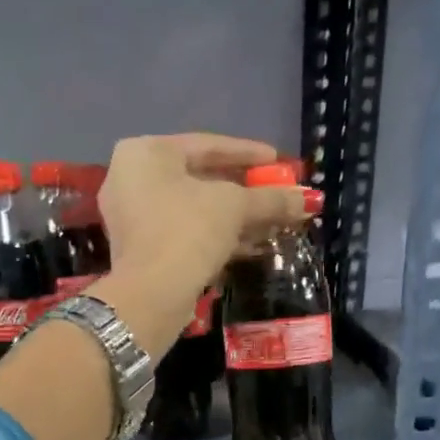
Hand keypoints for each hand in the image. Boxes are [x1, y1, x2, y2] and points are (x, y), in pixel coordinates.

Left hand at [98, 133, 312, 314]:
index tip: (279, 162)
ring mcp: (130, 217)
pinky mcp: (138, 250)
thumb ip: (271, 199)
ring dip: (234, 217)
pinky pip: (182, 232)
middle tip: (276, 194)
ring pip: (192, 209)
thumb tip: (309, 200)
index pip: (206, 145)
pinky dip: (214, 236)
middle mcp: (130, 178)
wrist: (151, 294)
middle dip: (243, 190)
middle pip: (199, 178)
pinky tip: (249, 246)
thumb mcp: (234, 207)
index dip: (248, 154)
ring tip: (271, 224)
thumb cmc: (188, 231)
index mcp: (145, 153)